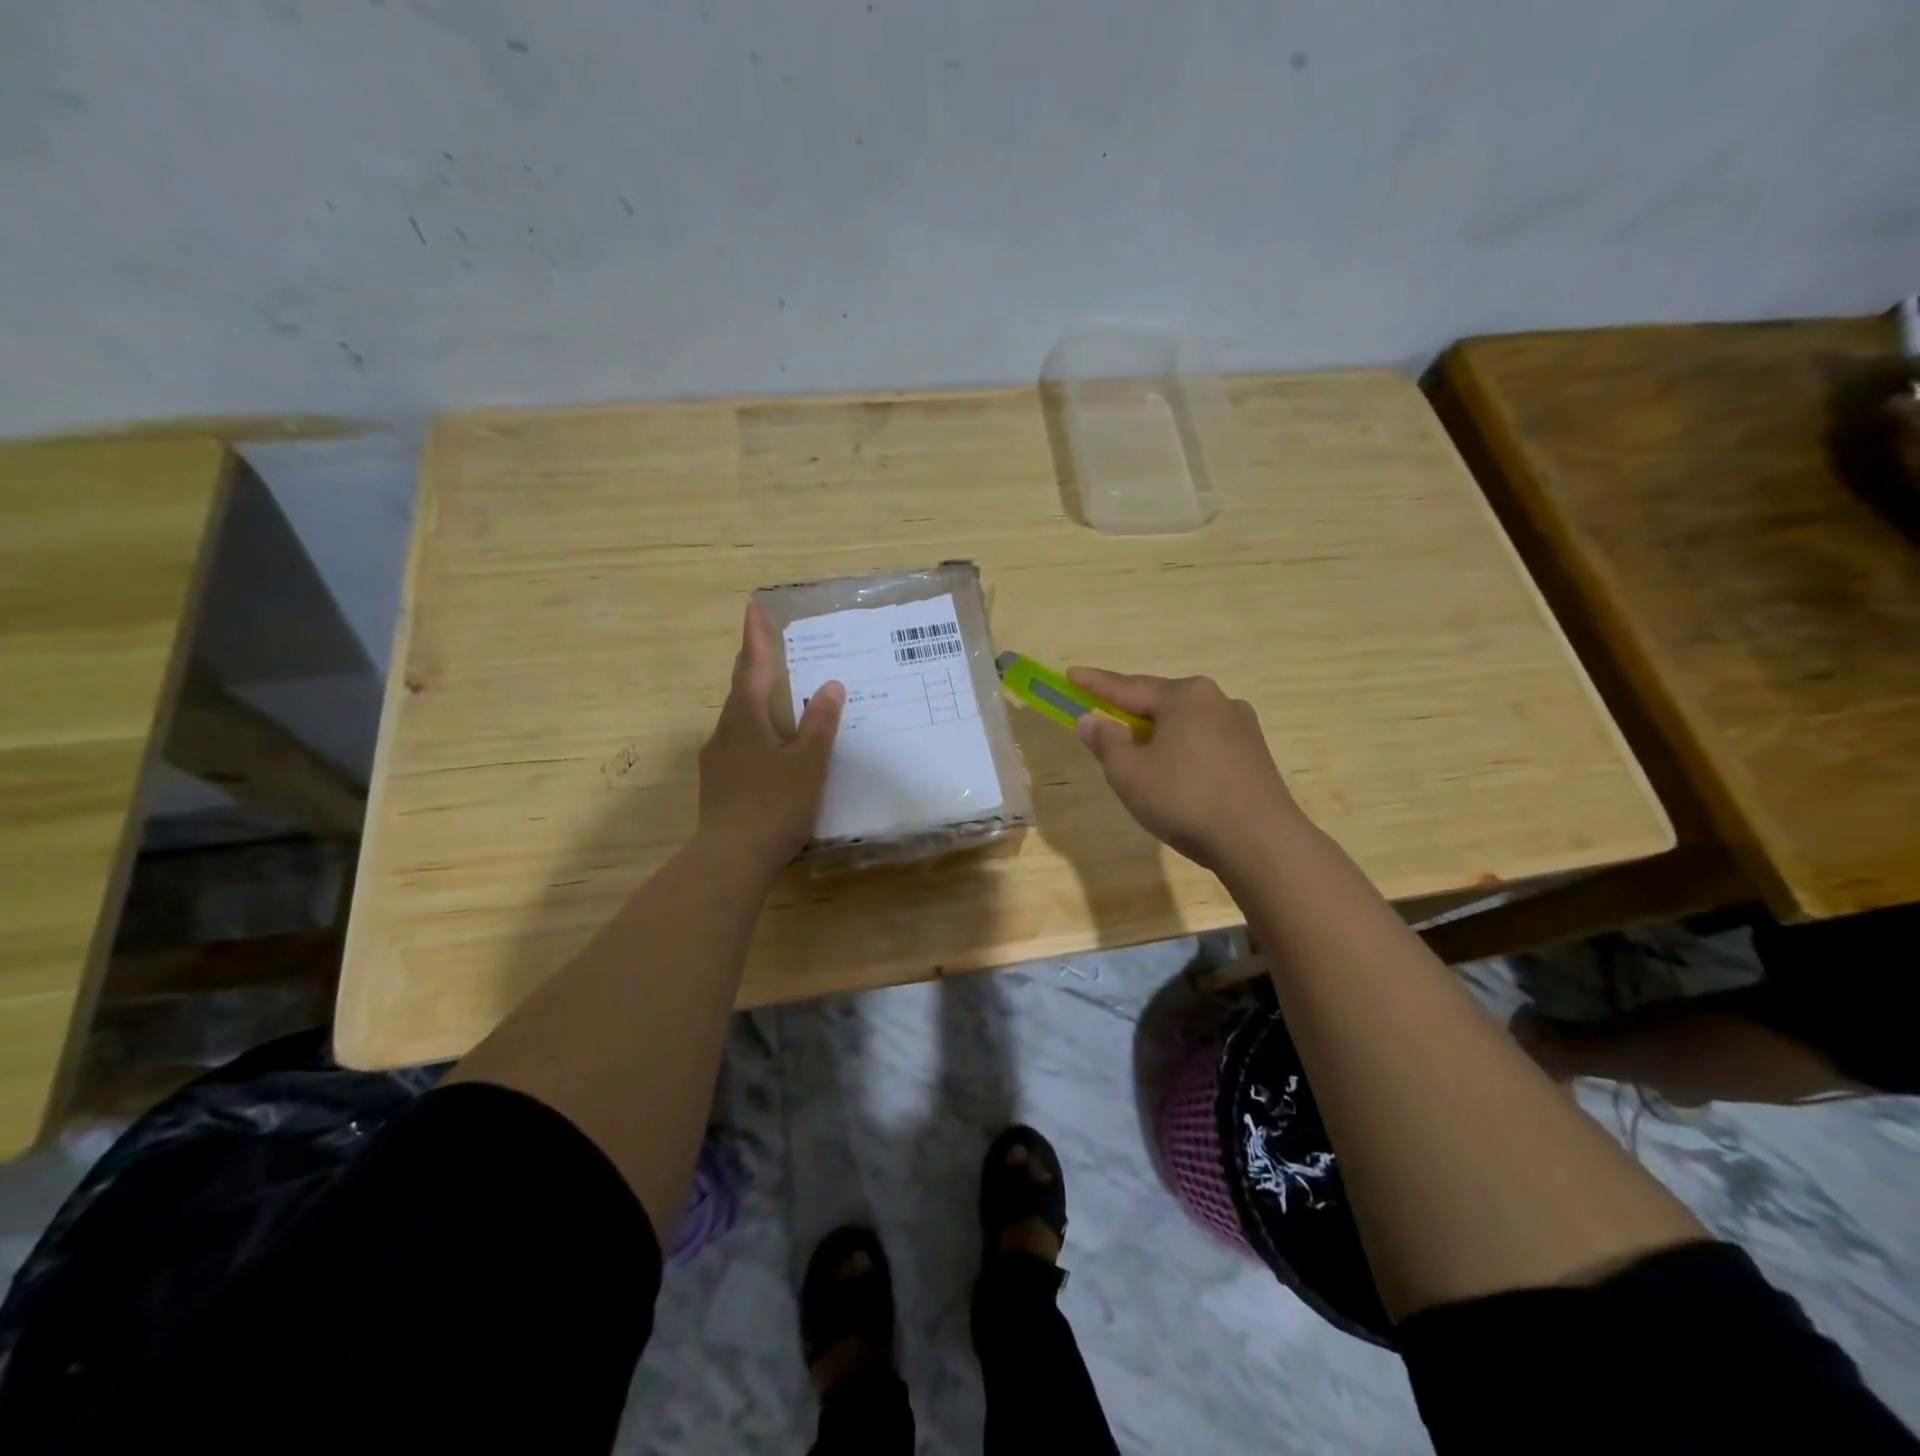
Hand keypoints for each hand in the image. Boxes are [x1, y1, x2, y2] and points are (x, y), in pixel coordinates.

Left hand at [698, 603, 843, 871]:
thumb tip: (831, 685)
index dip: (756, 637)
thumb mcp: (807, 763)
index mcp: (747, 719)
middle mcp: (725, 732)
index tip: (753, 607)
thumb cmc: (774, 806)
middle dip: (755, 665)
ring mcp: (717, 760)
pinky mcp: (718, 784)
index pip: (754, 667)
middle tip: (768, 646)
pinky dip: (756, 731)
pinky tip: (770, 748)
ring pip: (738, 718)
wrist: (731, 859)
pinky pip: (738, 743)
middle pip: (741, 690)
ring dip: (755, 700)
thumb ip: (819, 724)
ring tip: (776, 695)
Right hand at [1068, 667, 1304, 872]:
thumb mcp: (1129, 772)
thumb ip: (1106, 741)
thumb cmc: (1185, 798)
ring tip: (1138, 758)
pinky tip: (1174, 777)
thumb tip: (1091, 719)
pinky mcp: (1255, 757)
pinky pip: (1205, 746)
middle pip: (1160, 704)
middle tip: (1103, 721)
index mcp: (1186, 696)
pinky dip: (1181, 754)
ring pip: (1185, 726)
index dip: (1095, 684)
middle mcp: (1218, 701)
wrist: (1261, 842)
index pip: (1128, 686)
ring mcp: (1242, 728)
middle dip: (1130, 714)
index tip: (1070, 675)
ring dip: (1157, 737)